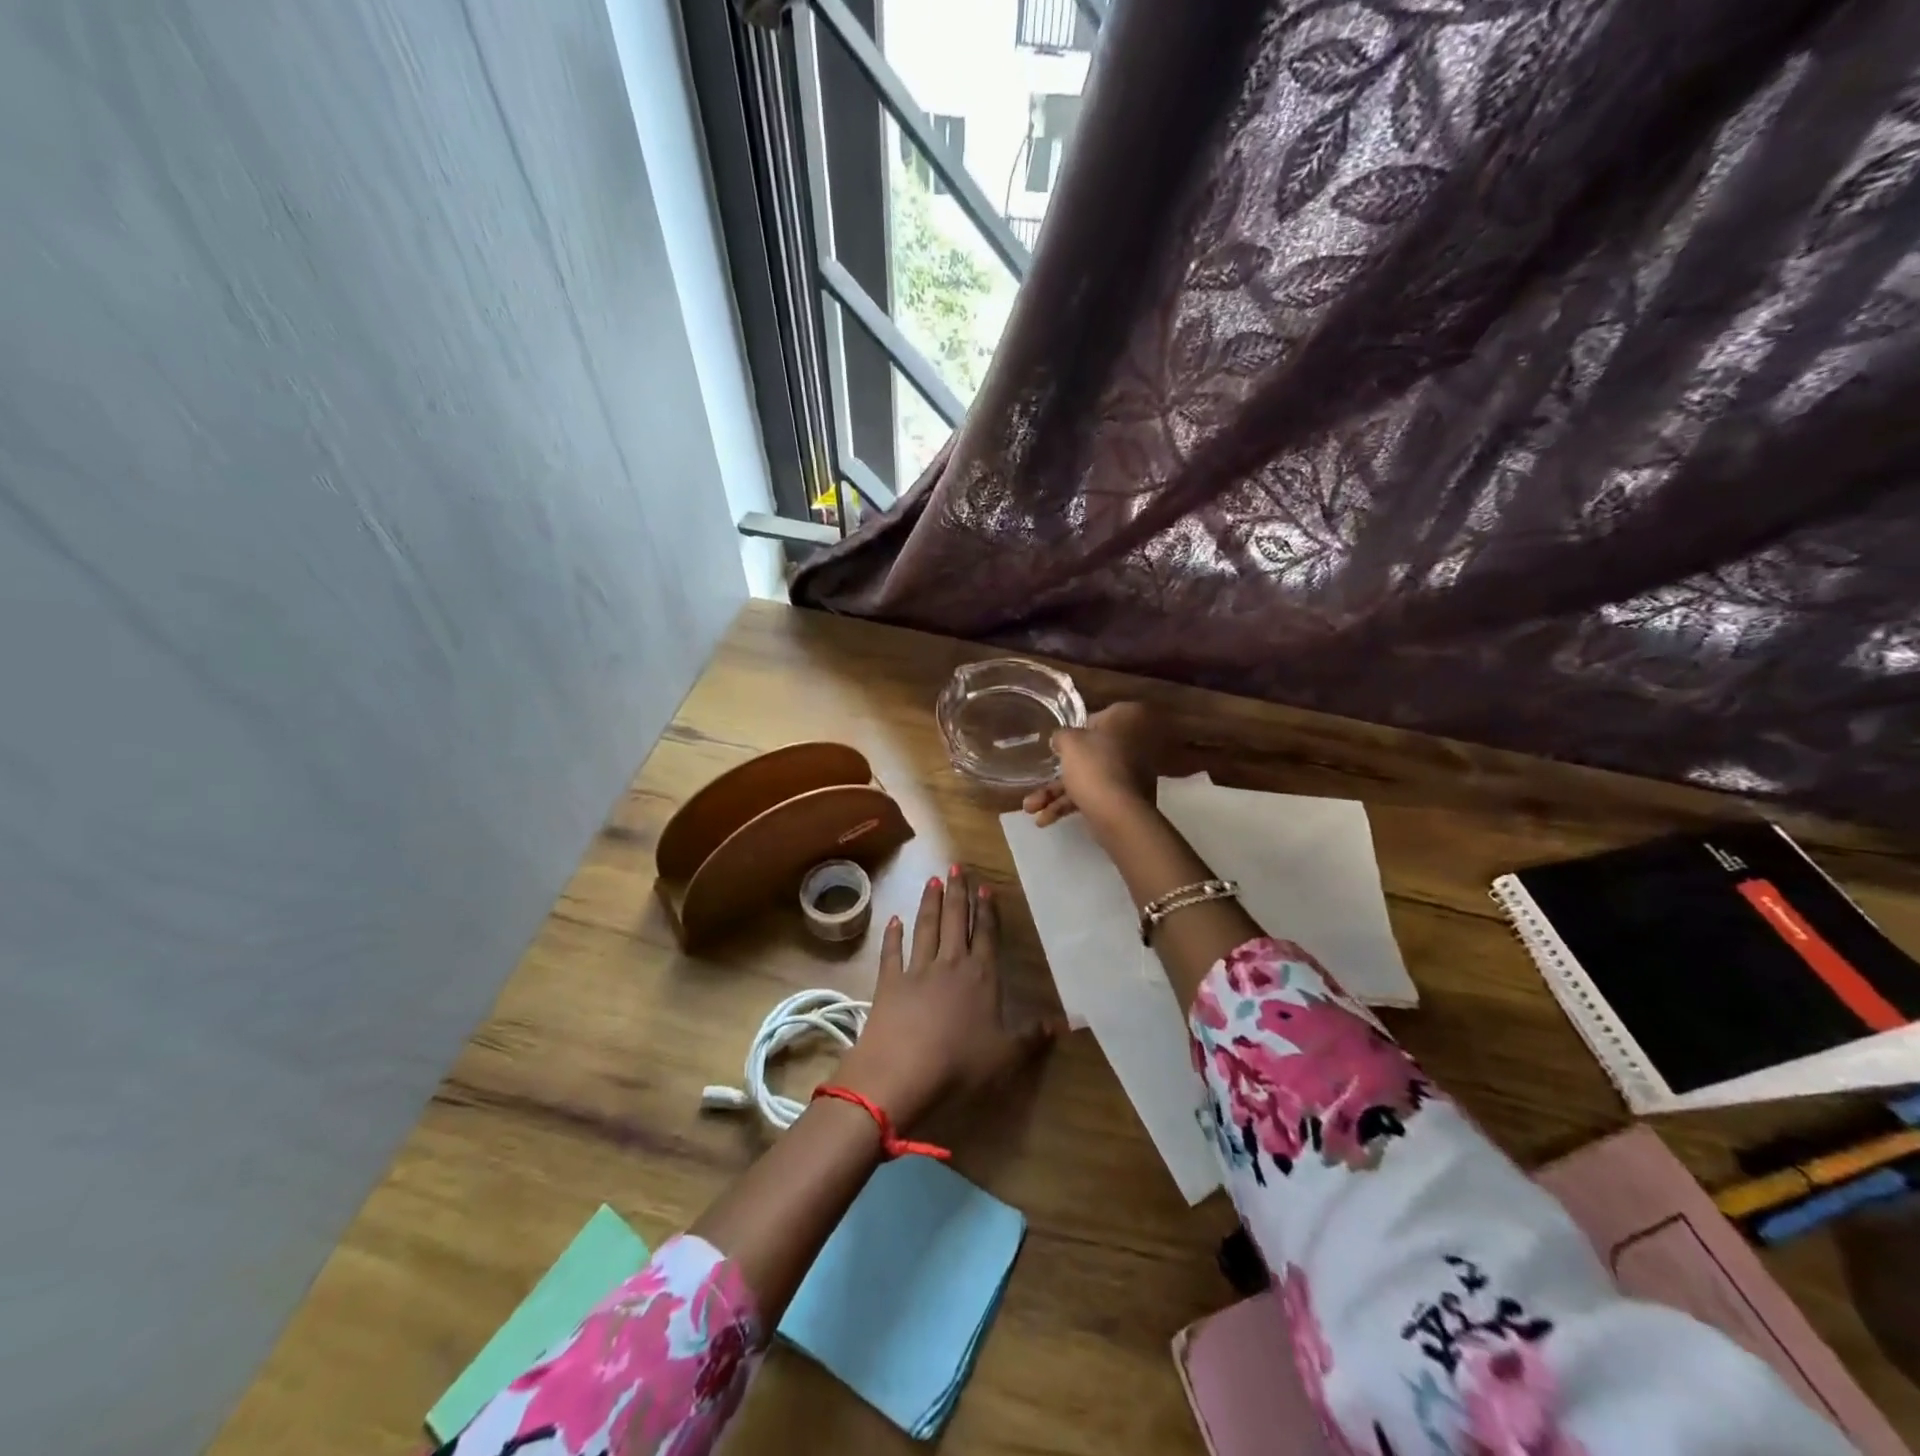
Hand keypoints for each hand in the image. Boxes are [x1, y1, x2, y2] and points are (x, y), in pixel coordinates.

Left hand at [836, 867, 1058, 1130]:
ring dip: (930, 903)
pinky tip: (894, 919)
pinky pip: (892, 952)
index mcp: (981, 977)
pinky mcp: (888, 982)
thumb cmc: (960, 1064)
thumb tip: (1065, 1023)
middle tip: (956, 867)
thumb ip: (1032, 1037)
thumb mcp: (1006, 1056)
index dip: (986, 911)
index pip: (986, 935)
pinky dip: (893, 935)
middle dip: (957, 893)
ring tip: (932, 880)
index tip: (985, 887)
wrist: (902, 1072)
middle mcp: (950, 964)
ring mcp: (917, 970)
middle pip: (955, 921)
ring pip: (926, 928)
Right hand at [1022, 702, 1160, 829]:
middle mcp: (1134, 743)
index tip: (1057, 743)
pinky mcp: (1126, 799)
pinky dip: (1071, 805)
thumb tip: (1061, 738)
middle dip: (1059, 772)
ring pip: (1089, 777)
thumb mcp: (1069, 742)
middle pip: (1091, 752)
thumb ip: (1062, 735)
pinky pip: (1094, 795)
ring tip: (1031, 808)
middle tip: (1036, 778)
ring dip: (1057, 793)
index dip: (1074, 730)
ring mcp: (1132, 773)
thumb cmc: (1094, 767)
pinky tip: (1045, 820)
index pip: (1096, 717)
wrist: (1119, 816)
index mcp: (1126, 719)